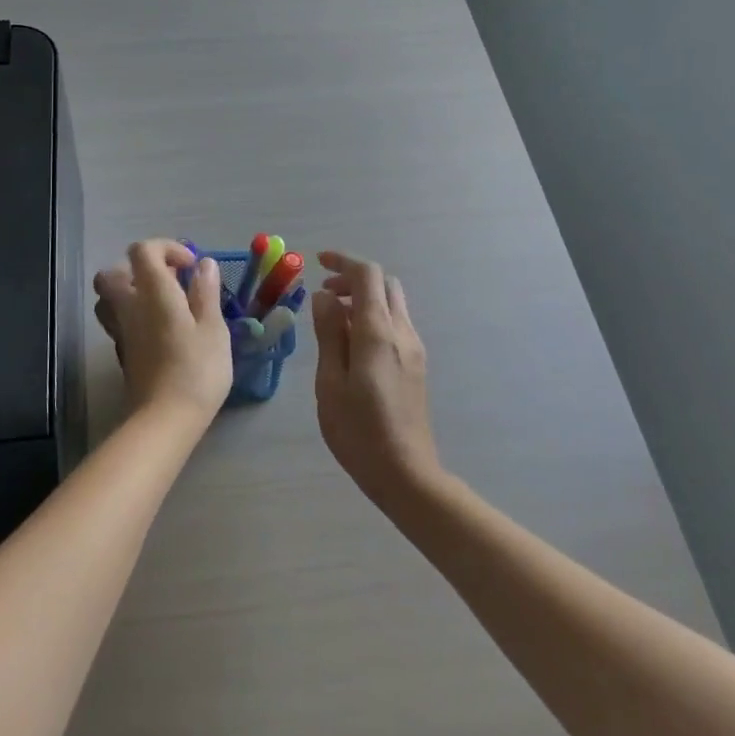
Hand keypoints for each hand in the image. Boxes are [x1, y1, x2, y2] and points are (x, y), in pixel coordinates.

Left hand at [94, 240, 233, 423]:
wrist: (165, 419)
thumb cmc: (197, 370)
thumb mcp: (213, 328)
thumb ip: (206, 293)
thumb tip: (204, 264)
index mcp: (153, 293)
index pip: (142, 251)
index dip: (166, 248)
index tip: (190, 267)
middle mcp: (129, 306)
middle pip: (113, 273)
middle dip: (139, 270)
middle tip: (169, 283)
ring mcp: (121, 331)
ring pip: (109, 299)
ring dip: (131, 293)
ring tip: (163, 305)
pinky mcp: (122, 353)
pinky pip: (118, 322)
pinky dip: (134, 318)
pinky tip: (160, 332)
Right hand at [311, 251, 441, 508]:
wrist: (406, 474)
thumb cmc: (358, 431)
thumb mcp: (330, 382)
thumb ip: (329, 334)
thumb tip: (324, 297)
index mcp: (379, 332)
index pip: (367, 275)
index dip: (343, 261)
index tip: (317, 263)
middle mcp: (402, 332)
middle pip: (385, 284)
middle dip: (353, 279)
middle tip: (324, 295)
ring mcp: (414, 349)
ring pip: (392, 303)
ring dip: (364, 299)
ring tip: (333, 321)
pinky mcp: (416, 364)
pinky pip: (396, 324)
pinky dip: (373, 317)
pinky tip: (352, 344)